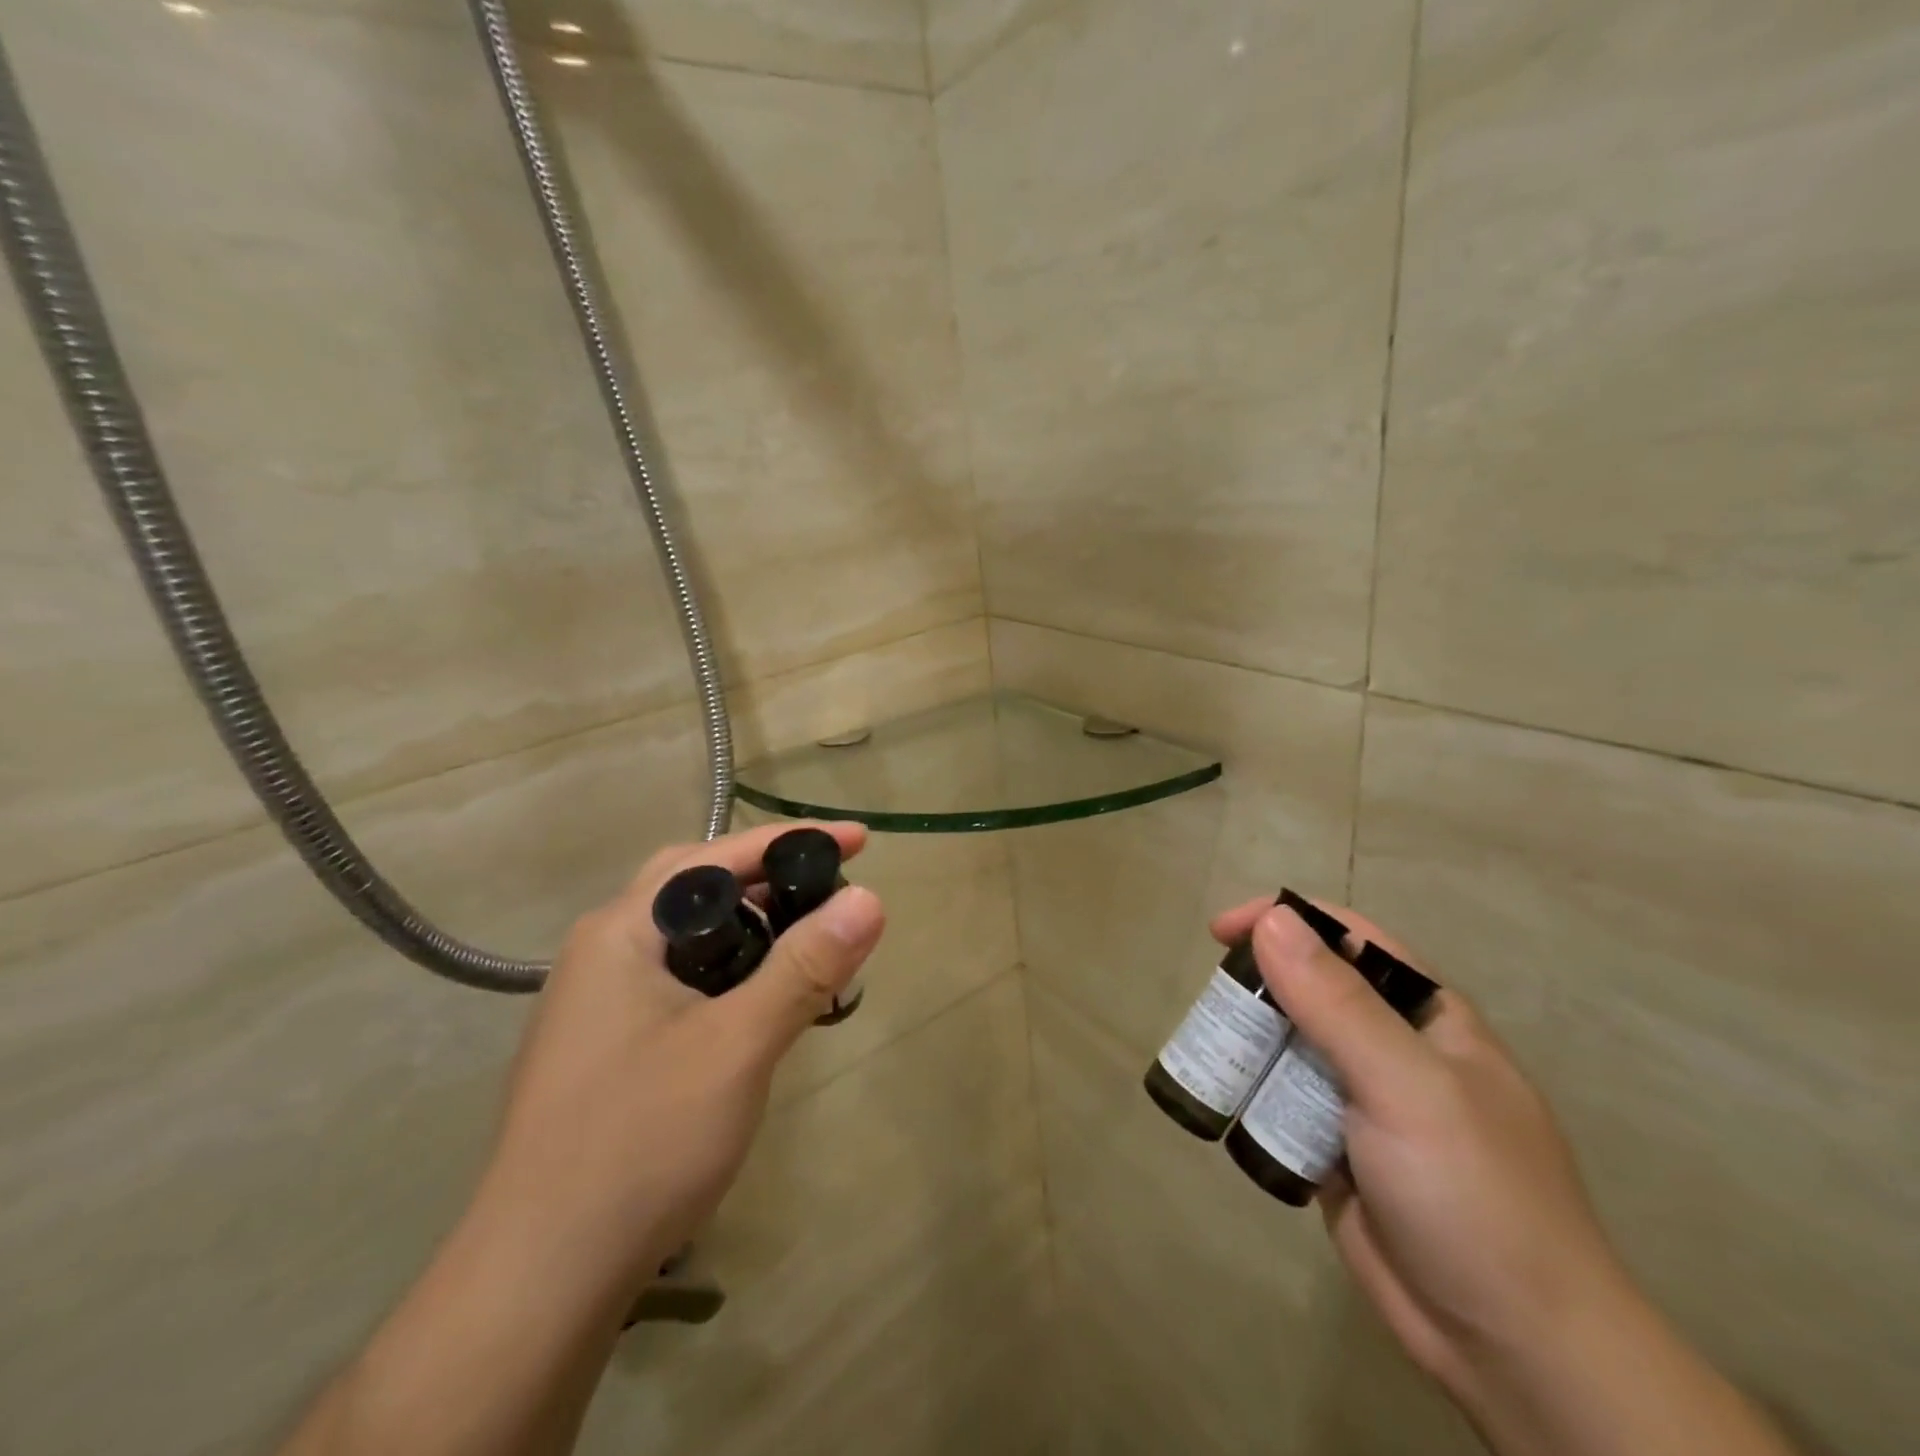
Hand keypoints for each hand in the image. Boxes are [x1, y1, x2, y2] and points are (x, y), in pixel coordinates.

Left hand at [480, 822, 885, 1308]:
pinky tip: (758, 1004)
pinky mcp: (606, 1047)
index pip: (719, 857)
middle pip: (696, 888)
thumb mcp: (738, 1045)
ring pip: (687, 938)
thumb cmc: (641, 1141)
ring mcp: (597, 1003)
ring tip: (805, 943)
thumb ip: (804, 967)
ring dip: (749, 928)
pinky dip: (728, 972)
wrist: (539, 1280)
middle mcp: (602, 952)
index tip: (860, 843)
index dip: (794, 842)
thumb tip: (868, 898)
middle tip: (826, 890)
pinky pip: (678, 980)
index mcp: (621, 931)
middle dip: (766, 879)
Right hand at [1211, 898, 1626, 1397]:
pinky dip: (1253, 1094)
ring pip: (1290, 1044)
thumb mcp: (1406, 1085)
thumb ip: (1337, 1002)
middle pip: (1310, 988)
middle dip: (1259, 987)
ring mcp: (1364, 1100)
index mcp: (1426, 1016)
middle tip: (1213, 1006)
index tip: (1221, 932)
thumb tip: (1273, 919)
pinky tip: (1227, 1103)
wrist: (1516, 1352)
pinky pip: (1282, 1100)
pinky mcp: (1336, 1148)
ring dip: (1250, 1042)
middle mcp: (1393, 1048)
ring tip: (1212, 1055)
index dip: (1285, 920)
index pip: (1349, 939)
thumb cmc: (1473, 1195)